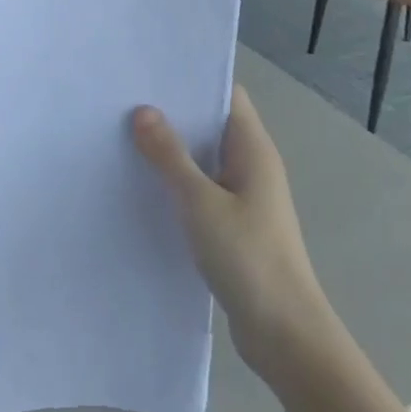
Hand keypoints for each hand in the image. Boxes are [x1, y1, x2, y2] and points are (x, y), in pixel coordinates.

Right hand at [132, 86, 335, 381]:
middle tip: (126, 104)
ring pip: (204, 160)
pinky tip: (144, 188)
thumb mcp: (201, 202)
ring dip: (172, 152)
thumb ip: (170, 156)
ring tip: (125, 139)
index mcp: (253, 149)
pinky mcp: (234, 227)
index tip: (151, 75)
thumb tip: (143, 111)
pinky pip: (202, 191)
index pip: (227, 95)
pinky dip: (177, 185)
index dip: (194, 81)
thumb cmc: (248, 258)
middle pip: (211, 125)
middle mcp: (252, 166)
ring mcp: (245, 198)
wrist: (285, 336)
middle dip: (174, 115)